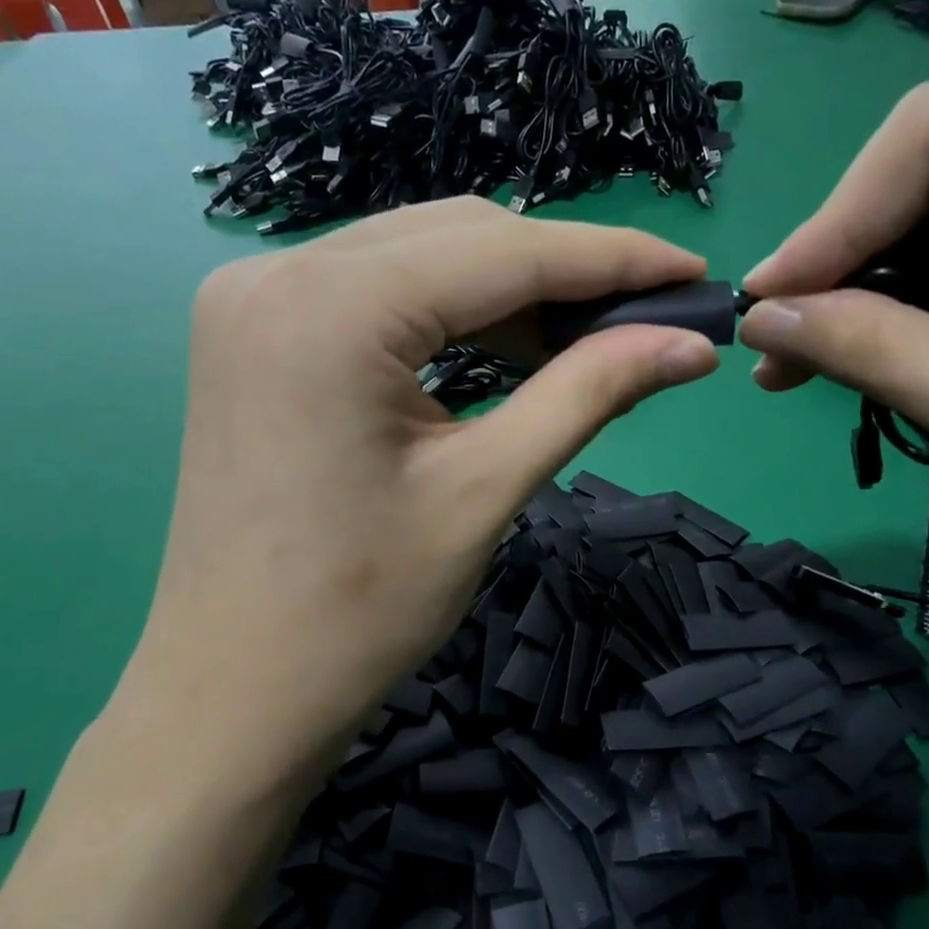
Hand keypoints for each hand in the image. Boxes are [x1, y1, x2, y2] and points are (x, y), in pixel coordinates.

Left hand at [109, 199, 717, 789]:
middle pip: (458, 237)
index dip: (612, 259)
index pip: (504, 251)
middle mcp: (277, 273)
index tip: (692, 276)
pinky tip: (504, 348)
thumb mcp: (486, 490)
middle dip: (561, 272)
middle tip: (643, 321)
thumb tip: (691, 346)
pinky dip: (449, 312)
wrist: (237, 691)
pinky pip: (375, 291)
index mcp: (330, 307)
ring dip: (508, 290)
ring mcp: (253, 298)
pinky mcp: (254, 331)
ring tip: (586, 340)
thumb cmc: (360, 609)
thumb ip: (590, 393)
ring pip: (417, 256)